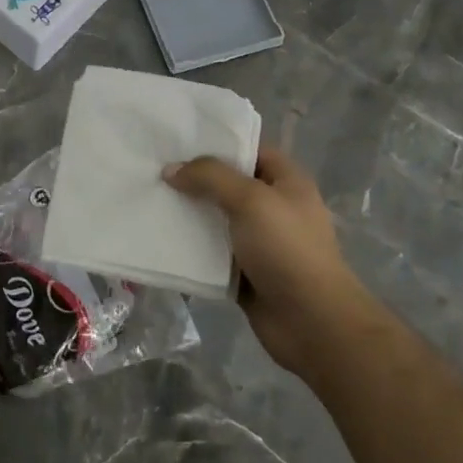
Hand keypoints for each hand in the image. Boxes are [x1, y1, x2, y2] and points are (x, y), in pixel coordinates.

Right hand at [163, 145, 363, 377]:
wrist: (313, 323)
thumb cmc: (287, 249)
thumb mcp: (251, 200)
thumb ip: (210, 178)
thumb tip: (171, 170)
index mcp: (287, 182)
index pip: (250, 149)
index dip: (218, 142)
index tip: (178, 139)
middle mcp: (274, 207)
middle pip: (228, 184)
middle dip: (195, 178)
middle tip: (154, 169)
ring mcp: (260, 242)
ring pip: (217, 220)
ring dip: (189, 215)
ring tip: (150, 201)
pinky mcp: (245, 273)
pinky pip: (212, 254)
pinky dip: (191, 249)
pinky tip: (161, 240)